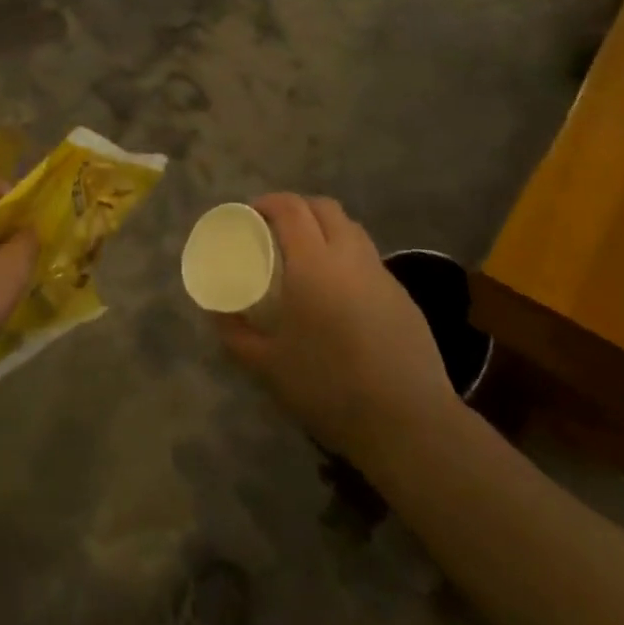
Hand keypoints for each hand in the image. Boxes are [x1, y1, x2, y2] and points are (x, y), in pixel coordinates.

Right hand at [212, 193, 456, 463]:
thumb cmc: (328, 387)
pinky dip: (348, 258)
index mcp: (313, 264)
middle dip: (298, 207)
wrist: (407, 422)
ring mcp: (381, 274)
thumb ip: (235, 333)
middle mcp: (350, 257)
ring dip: (326, 228)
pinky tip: (340, 292)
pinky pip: (369, 259)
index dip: (268, 202)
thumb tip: (216, 312)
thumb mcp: (266, 366)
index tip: (250, 214)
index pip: (291, 209)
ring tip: (307, 255)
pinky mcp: (403, 296)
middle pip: (324, 208)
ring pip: (352, 229)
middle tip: (276, 229)